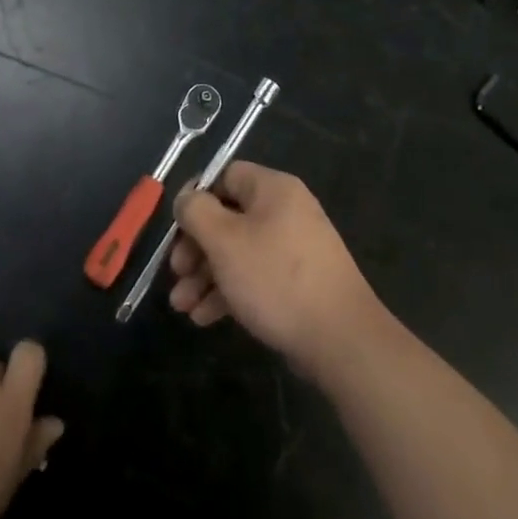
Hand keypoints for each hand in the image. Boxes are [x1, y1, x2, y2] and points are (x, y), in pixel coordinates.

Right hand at [170, 162, 385, 380]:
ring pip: (237, 252)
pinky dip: (228, 293)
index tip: (175, 228)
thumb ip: (196, 211)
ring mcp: (293, 250)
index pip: (224, 176)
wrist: (342, 342)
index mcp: (273, 190)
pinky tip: (204, 318)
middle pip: (227, 218)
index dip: (195, 198)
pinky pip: (254, 277)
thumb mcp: (224, 240)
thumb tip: (186, 199)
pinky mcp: (297, 284)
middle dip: (195, 248)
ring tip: (181, 306)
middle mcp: (285, 212)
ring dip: (205, 276)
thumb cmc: (276, 279)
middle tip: (176, 273)